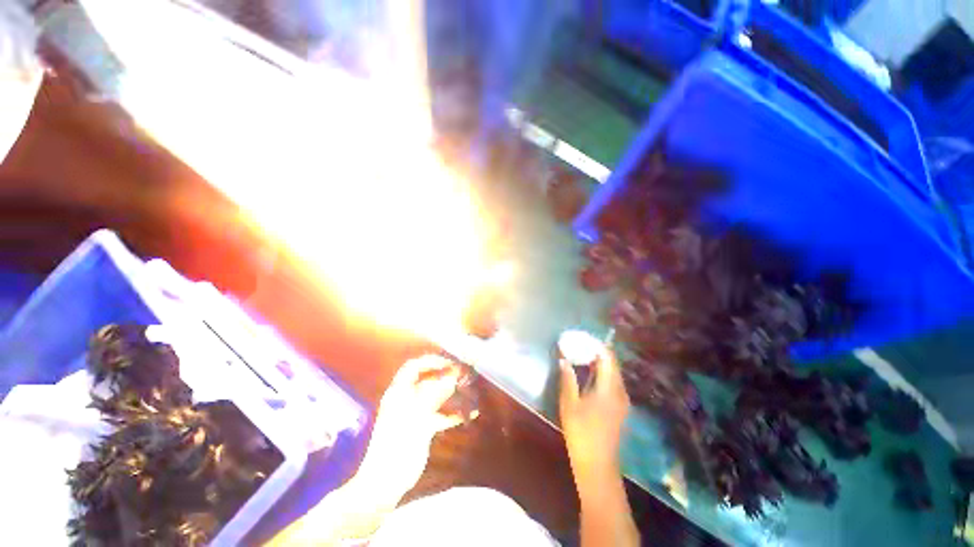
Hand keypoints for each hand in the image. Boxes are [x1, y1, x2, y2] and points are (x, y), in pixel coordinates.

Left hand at [358, 355, 471, 495]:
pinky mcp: (422, 428)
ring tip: (470, 391)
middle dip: (446, 377)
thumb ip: (435, 394)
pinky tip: (469, 414)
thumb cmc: (398, 444)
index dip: (431, 361)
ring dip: (452, 394)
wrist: (386, 482)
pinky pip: (440, 415)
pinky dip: (453, 413)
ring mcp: (414, 414)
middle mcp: (406, 399)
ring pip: (436, 397)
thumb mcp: (417, 416)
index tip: (450, 363)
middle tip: (465, 375)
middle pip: (428, 381)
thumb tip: (453, 377)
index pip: (414, 367)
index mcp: (399, 392)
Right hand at [559, 348, 629, 486]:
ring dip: (598, 360)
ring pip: (612, 371)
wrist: (597, 464)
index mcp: (610, 388)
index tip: (580, 337)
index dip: (595, 344)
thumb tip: (564, 360)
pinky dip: (600, 371)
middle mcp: (620, 391)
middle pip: (612, 363)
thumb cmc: (581, 433)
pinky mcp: (619, 406)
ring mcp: (621, 399)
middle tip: (578, 343)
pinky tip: (587, 371)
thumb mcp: (569, 404)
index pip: (607, 357)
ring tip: (580, 353)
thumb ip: (568, 379)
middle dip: (596, 350)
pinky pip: (611, 381)